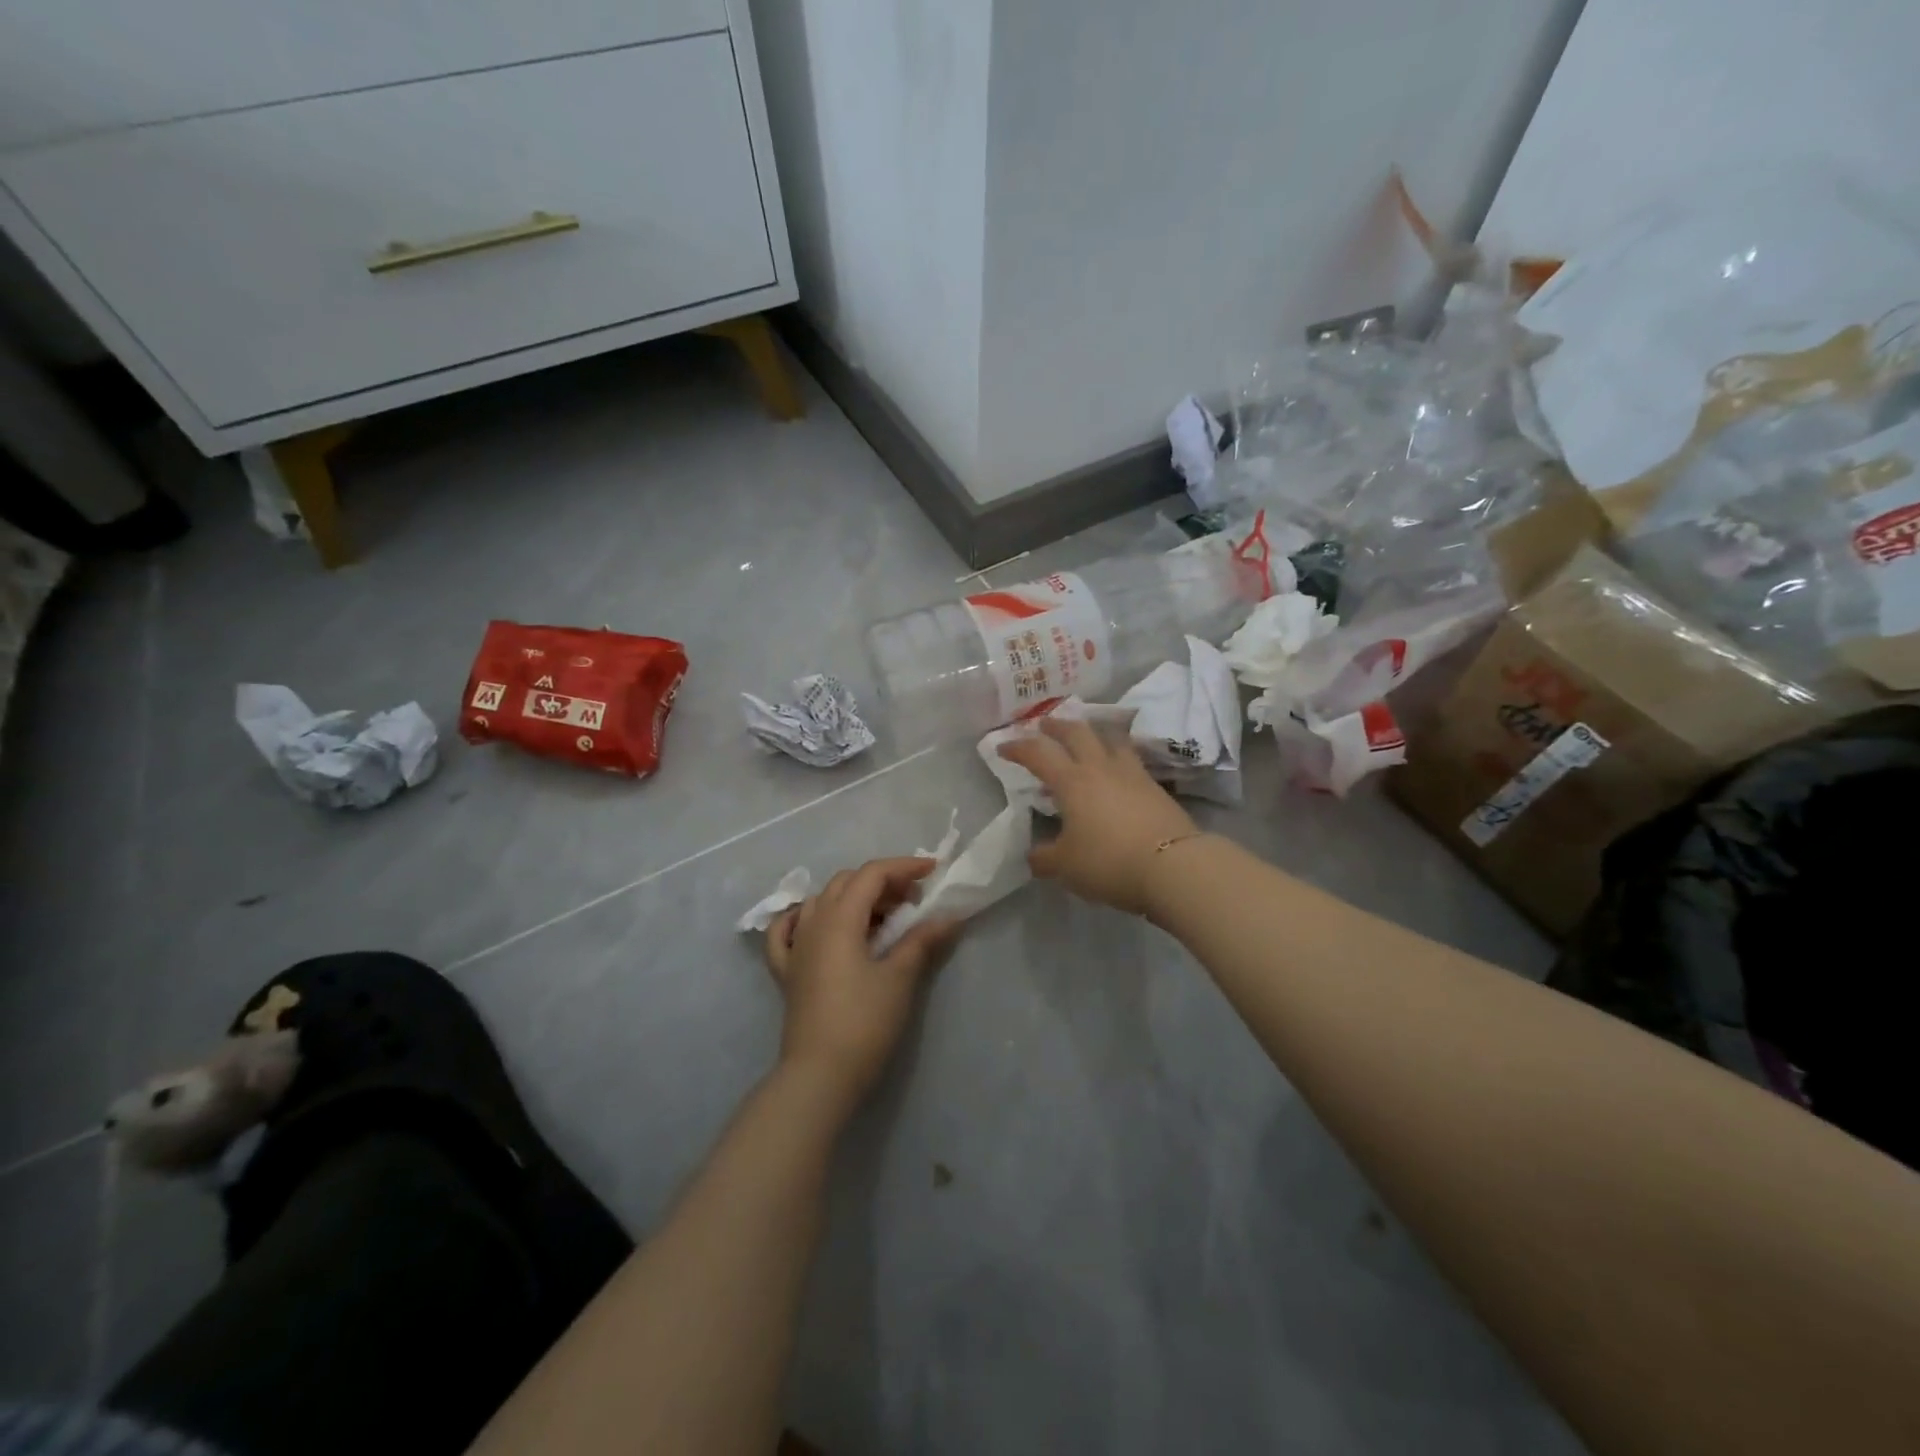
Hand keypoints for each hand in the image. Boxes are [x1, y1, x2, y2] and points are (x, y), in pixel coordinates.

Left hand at [764, 858, 957, 1105]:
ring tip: (881, 917)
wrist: (820, 1076)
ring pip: (820, 901)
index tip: (933, 872)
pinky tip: (817, 925)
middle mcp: (813, 923)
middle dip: (881, 882)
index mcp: (840, 919)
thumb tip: (949, 917)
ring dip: (852, 898)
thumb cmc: (864, 1023)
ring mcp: (795, 947)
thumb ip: (922, 941)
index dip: (903, 867)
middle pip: (846, 882)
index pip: (871, 875)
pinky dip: (804, 919)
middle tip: (913, 900)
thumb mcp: (900, 978)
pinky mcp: (786, 972)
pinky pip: (787, 931)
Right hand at [997, 718, 1199, 914]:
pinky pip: (1130, 760)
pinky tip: (1116, 769)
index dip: (1018, 747)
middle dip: (1057, 725)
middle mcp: (1100, 768)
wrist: (1174, 865)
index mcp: (1072, 782)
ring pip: (1110, 739)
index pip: (1038, 754)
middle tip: (1045, 724)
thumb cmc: (1109, 862)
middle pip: (1077, 733)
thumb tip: (1032, 855)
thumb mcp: (1065, 867)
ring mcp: (1132, 774)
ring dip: (1093, 732)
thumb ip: (1043, 858)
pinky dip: (1117, 756)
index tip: (1002, 747)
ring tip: (1086, 736)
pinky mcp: (1156, 787)